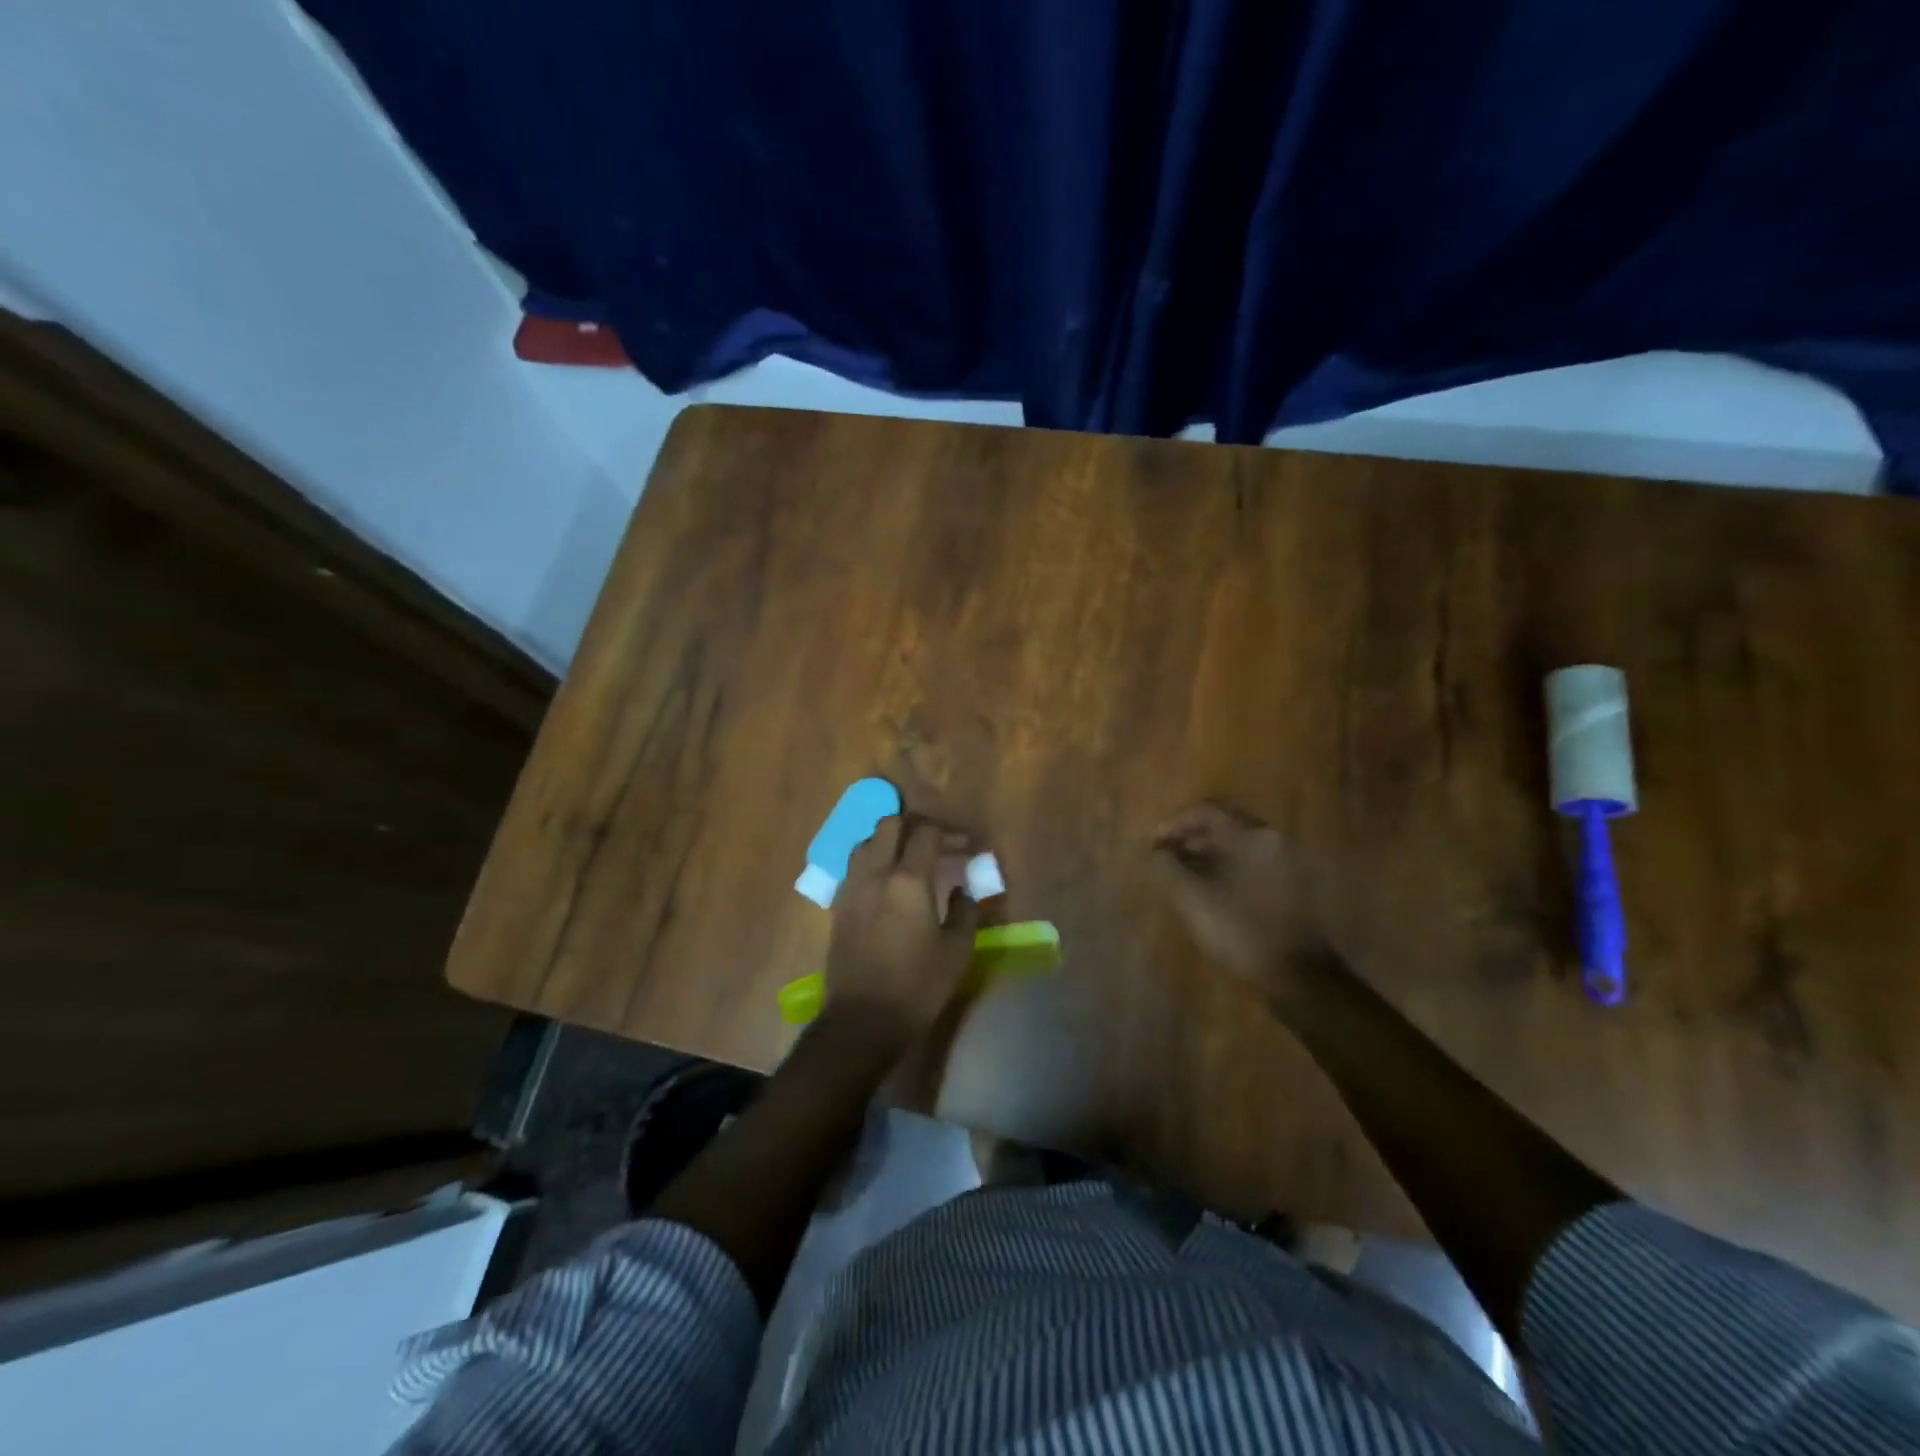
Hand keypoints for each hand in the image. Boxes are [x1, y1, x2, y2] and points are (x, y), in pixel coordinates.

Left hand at [824, 814, 980, 1048]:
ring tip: (909, 858)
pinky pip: (855, 865)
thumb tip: (963, 889)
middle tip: (936, 842)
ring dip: (890, 840)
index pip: (927, 833)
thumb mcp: (956, 951)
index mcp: (908, 880)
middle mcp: (876, 873)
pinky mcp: (838, 904)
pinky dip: (873, 860)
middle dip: (915, 825)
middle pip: (890, 825)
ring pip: (867, 841)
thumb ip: (965, 911)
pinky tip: (887, 881)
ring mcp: (852, 887)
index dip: (950, 832)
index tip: (966, 845)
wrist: (862, 1020)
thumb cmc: (917, 986)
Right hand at [1152, 801, 1323, 997]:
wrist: (1298, 975)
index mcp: (1251, 835)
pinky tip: (1210, 891)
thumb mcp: (1191, 897)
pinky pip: (1252, 863)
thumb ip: (1167, 866)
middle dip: (1191, 837)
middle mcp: (1273, 839)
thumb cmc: (1240, 929)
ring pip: (1239, 845)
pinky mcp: (1292, 885)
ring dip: (1208, 853)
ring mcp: (1287, 862)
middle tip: (1166, 856)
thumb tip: (1156, 850)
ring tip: (1183, 875)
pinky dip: (1227, 867)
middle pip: (1225, 824)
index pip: (1207, 810)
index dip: (1175, 823)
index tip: (1154, 844)